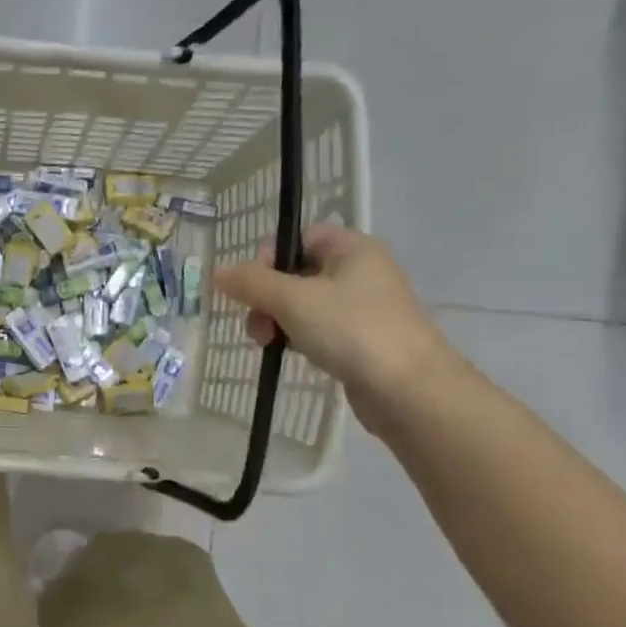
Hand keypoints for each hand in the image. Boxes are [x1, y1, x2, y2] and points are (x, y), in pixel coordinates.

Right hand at [212, 225, 456, 434]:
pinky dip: (298, 337)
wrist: (408, 388)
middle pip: (297, 273)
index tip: (252, 287)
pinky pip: (318, 329)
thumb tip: (218, 271)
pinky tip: (289, 353)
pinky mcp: (361, 339)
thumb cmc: (351, 329)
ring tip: (267, 344)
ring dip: (278, 320)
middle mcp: (361, 271)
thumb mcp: (292, 300)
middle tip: (257, 325)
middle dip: (267, 297)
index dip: (269, 258)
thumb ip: (251, 283)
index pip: (299, 238)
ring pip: (304, 304)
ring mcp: (363, 307)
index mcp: (352, 248)